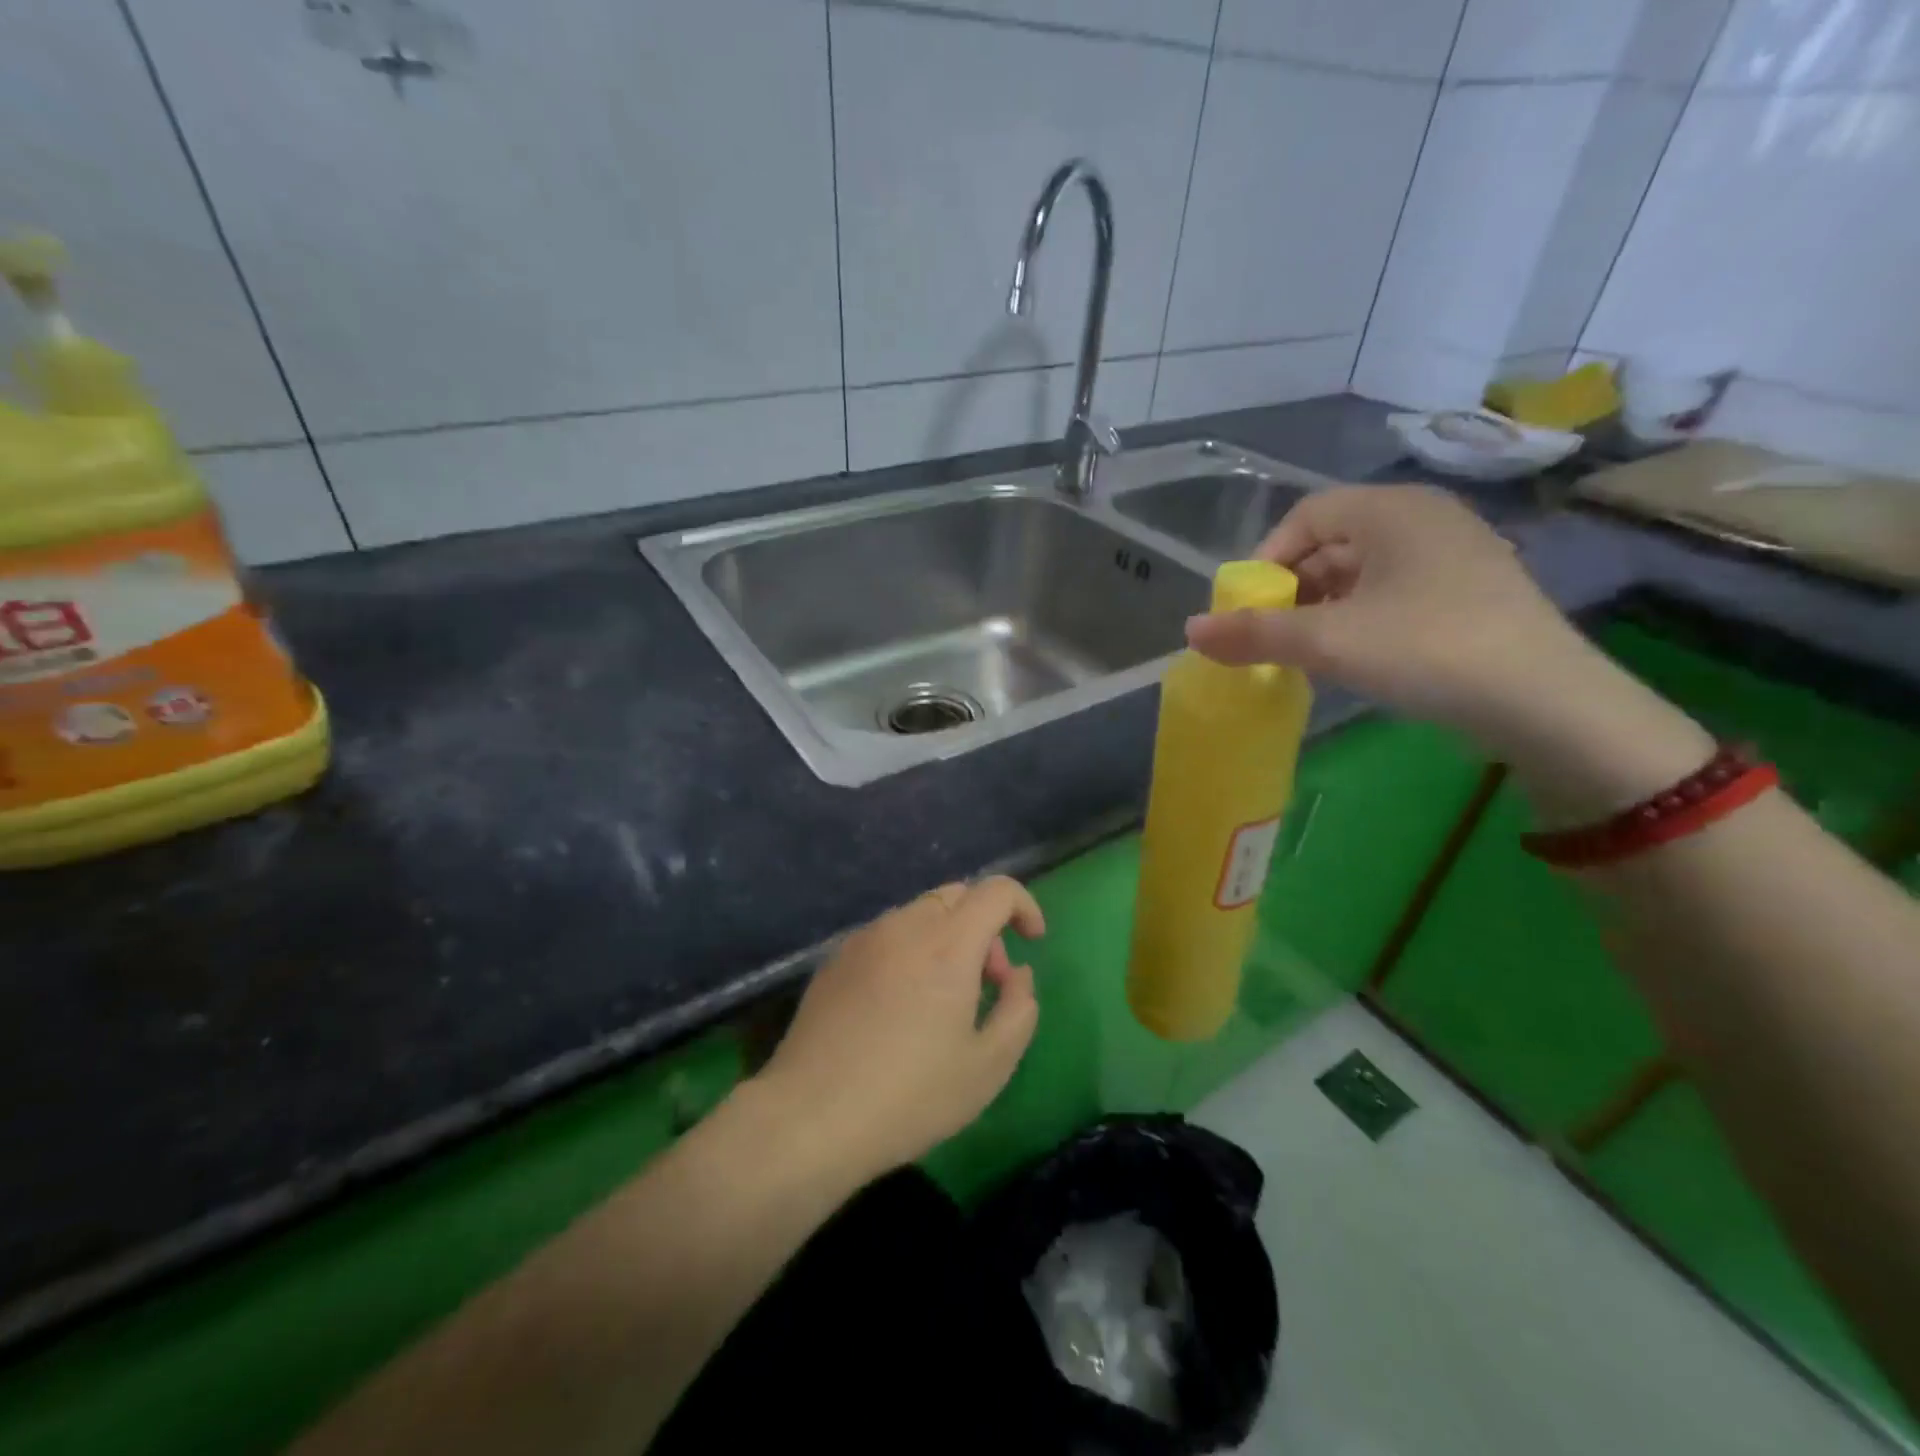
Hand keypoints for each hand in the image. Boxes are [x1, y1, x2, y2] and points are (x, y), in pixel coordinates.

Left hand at [754, 877, 1045, 1181]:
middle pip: (957, 896)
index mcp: (948, 943)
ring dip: (946, 938)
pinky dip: (910, 950)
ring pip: (919, 914)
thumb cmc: (910, 1096)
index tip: (1032, 941)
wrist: (809, 1118)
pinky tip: (900, 1006)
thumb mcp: (988, 1066)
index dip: (1024, 906)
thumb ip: (1019, 1009)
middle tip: (987, 982)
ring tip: (943, 999)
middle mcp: (904, 926)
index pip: (996, 890)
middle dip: (985, 927)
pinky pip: (887, 935)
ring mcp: (864, 939)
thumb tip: (1018, 974)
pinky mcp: (835, 959)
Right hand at [1185, 485, 1594, 752]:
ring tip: (1306, 652)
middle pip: (1334, 542)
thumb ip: (1254, 634)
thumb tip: (1190, 632)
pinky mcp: (1471, 593)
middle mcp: (1426, 519)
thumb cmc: (1427, 649)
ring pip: (1364, 571)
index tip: (1248, 608)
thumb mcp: (1329, 641)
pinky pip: (1395, 592)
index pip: (1306, 514)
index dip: (1266, 558)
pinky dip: (1360, 618)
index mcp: (1393, 509)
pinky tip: (1353, 657)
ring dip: (1323, 608)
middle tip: (1272, 635)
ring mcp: (1455, 555)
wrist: (1547, 703)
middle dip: (1292, 589)